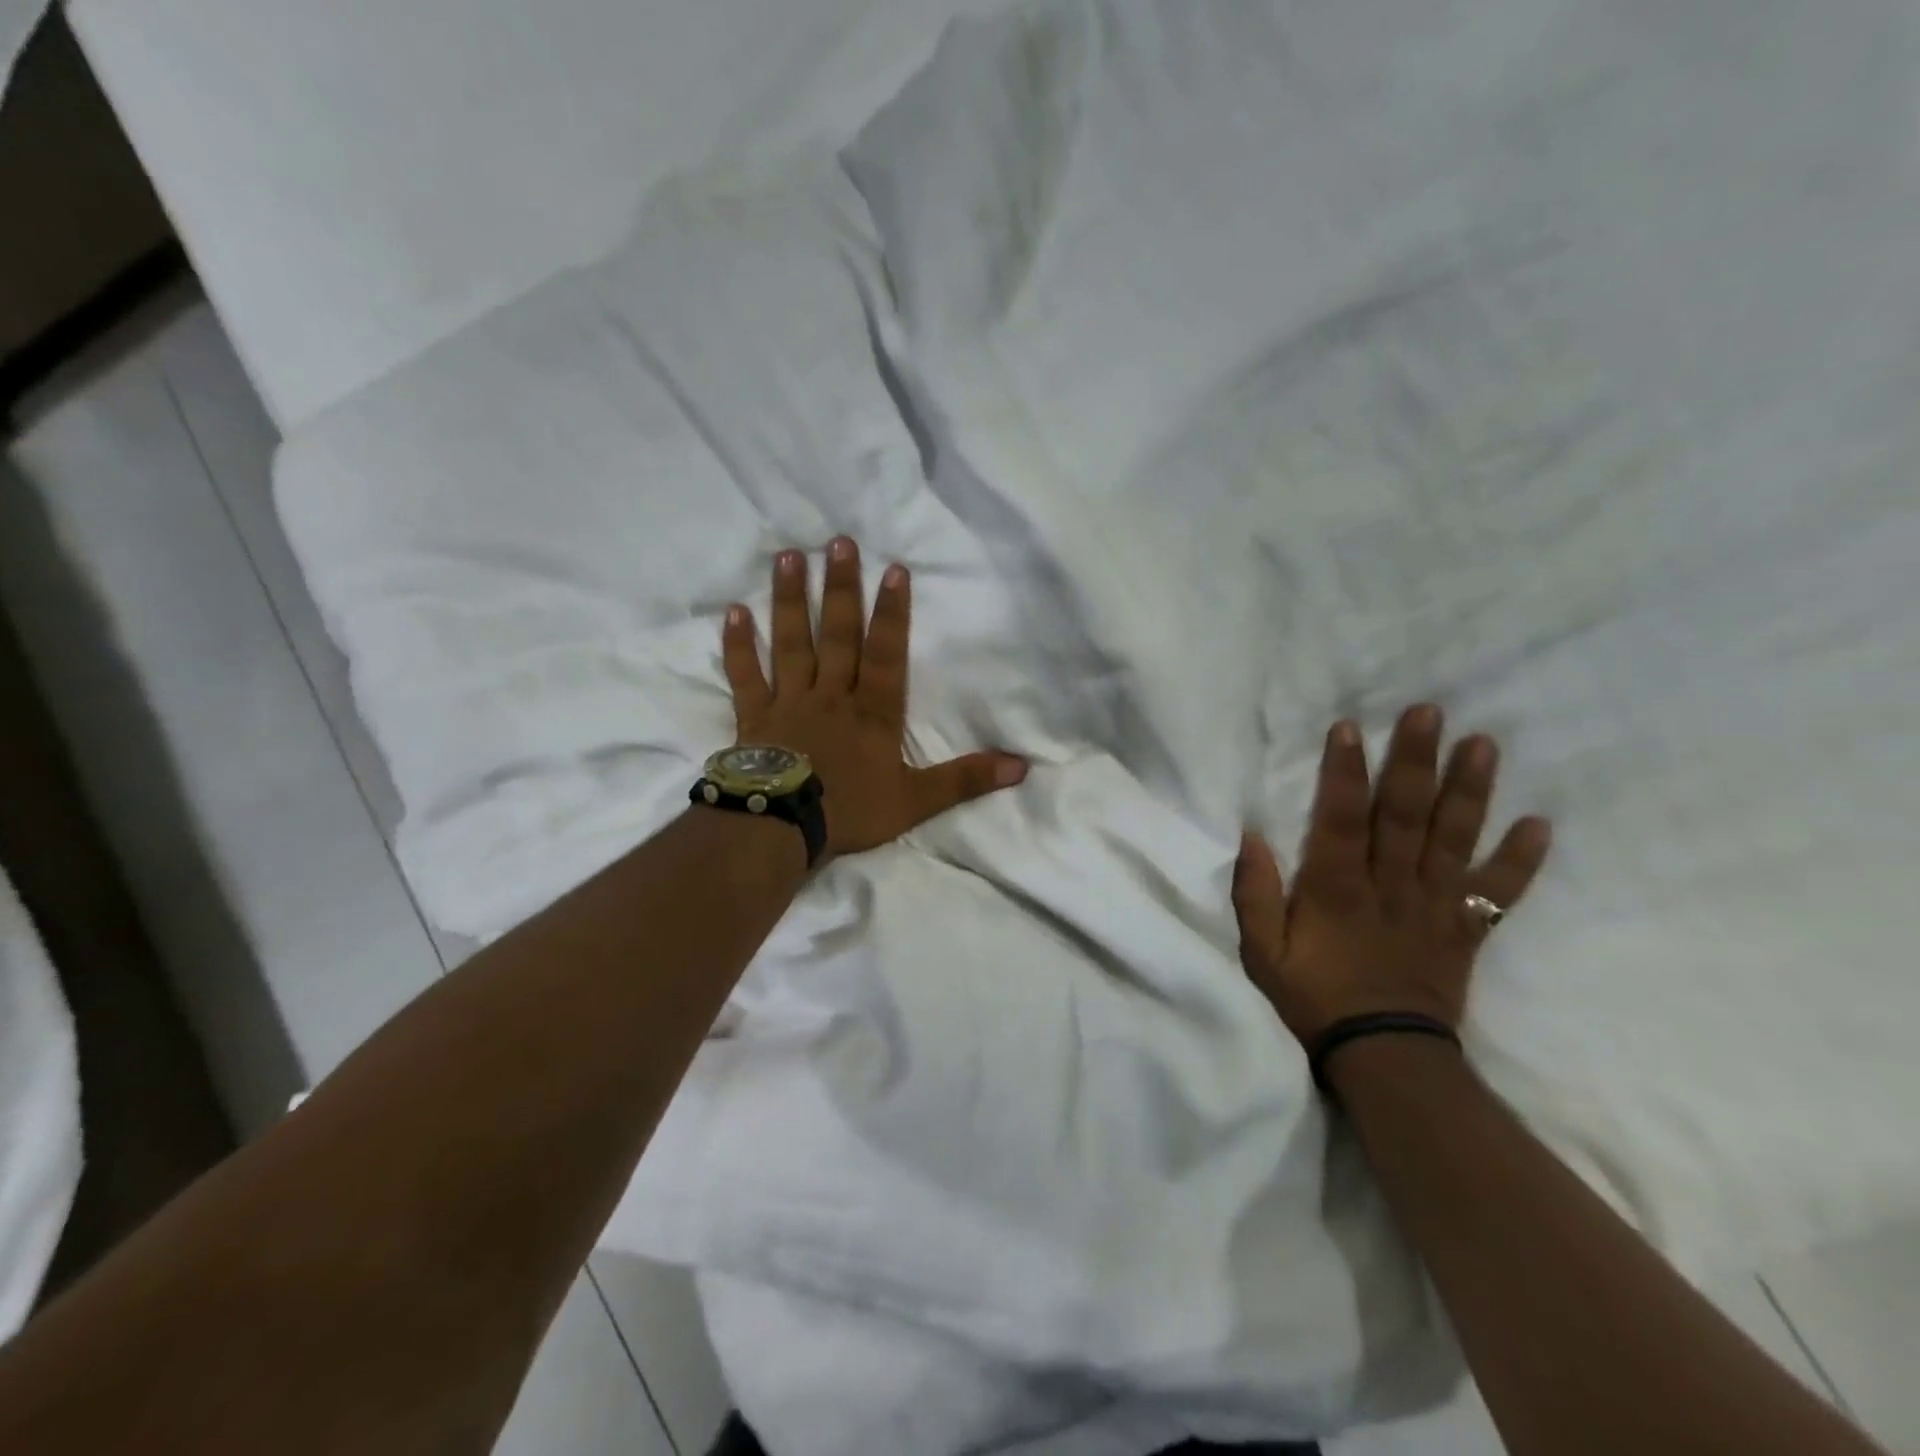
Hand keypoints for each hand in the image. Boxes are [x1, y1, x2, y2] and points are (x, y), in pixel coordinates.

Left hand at [722, 538, 1027, 858]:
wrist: (782, 829)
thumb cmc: (851, 812)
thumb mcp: (916, 801)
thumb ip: (965, 780)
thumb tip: (1021, 767)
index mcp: (872, 712)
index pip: (886, 654)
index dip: (892, 613)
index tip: (894, 569)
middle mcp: (831, 695)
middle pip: (837, 635)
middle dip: (840, 588)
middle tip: (838, 542)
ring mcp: (789, 702)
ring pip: (791, 643)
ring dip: (790, 600)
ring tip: (788, 556)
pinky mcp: (755, 717)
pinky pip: (746, 675)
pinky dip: (739, 645)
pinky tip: (735, 611)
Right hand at [1233, 705, 1551, 1045]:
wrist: (1384, 1055)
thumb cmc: (1314, 997)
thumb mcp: (1263, 953)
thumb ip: (1256, 895)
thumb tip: (1254, 838)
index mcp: (1337, 889)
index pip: (1340, 819)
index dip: (1345, 773)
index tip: (1350, 727)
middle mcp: (1390, 886)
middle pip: (1404, 816)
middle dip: (1415, 762)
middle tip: (1430, 712)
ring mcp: (1434, 906)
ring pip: (1453, 840)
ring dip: (1469, 791)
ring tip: (1484, 744)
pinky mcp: (1464, 929)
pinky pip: (1497, 892)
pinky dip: (1520, 861)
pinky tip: (1539, 825)